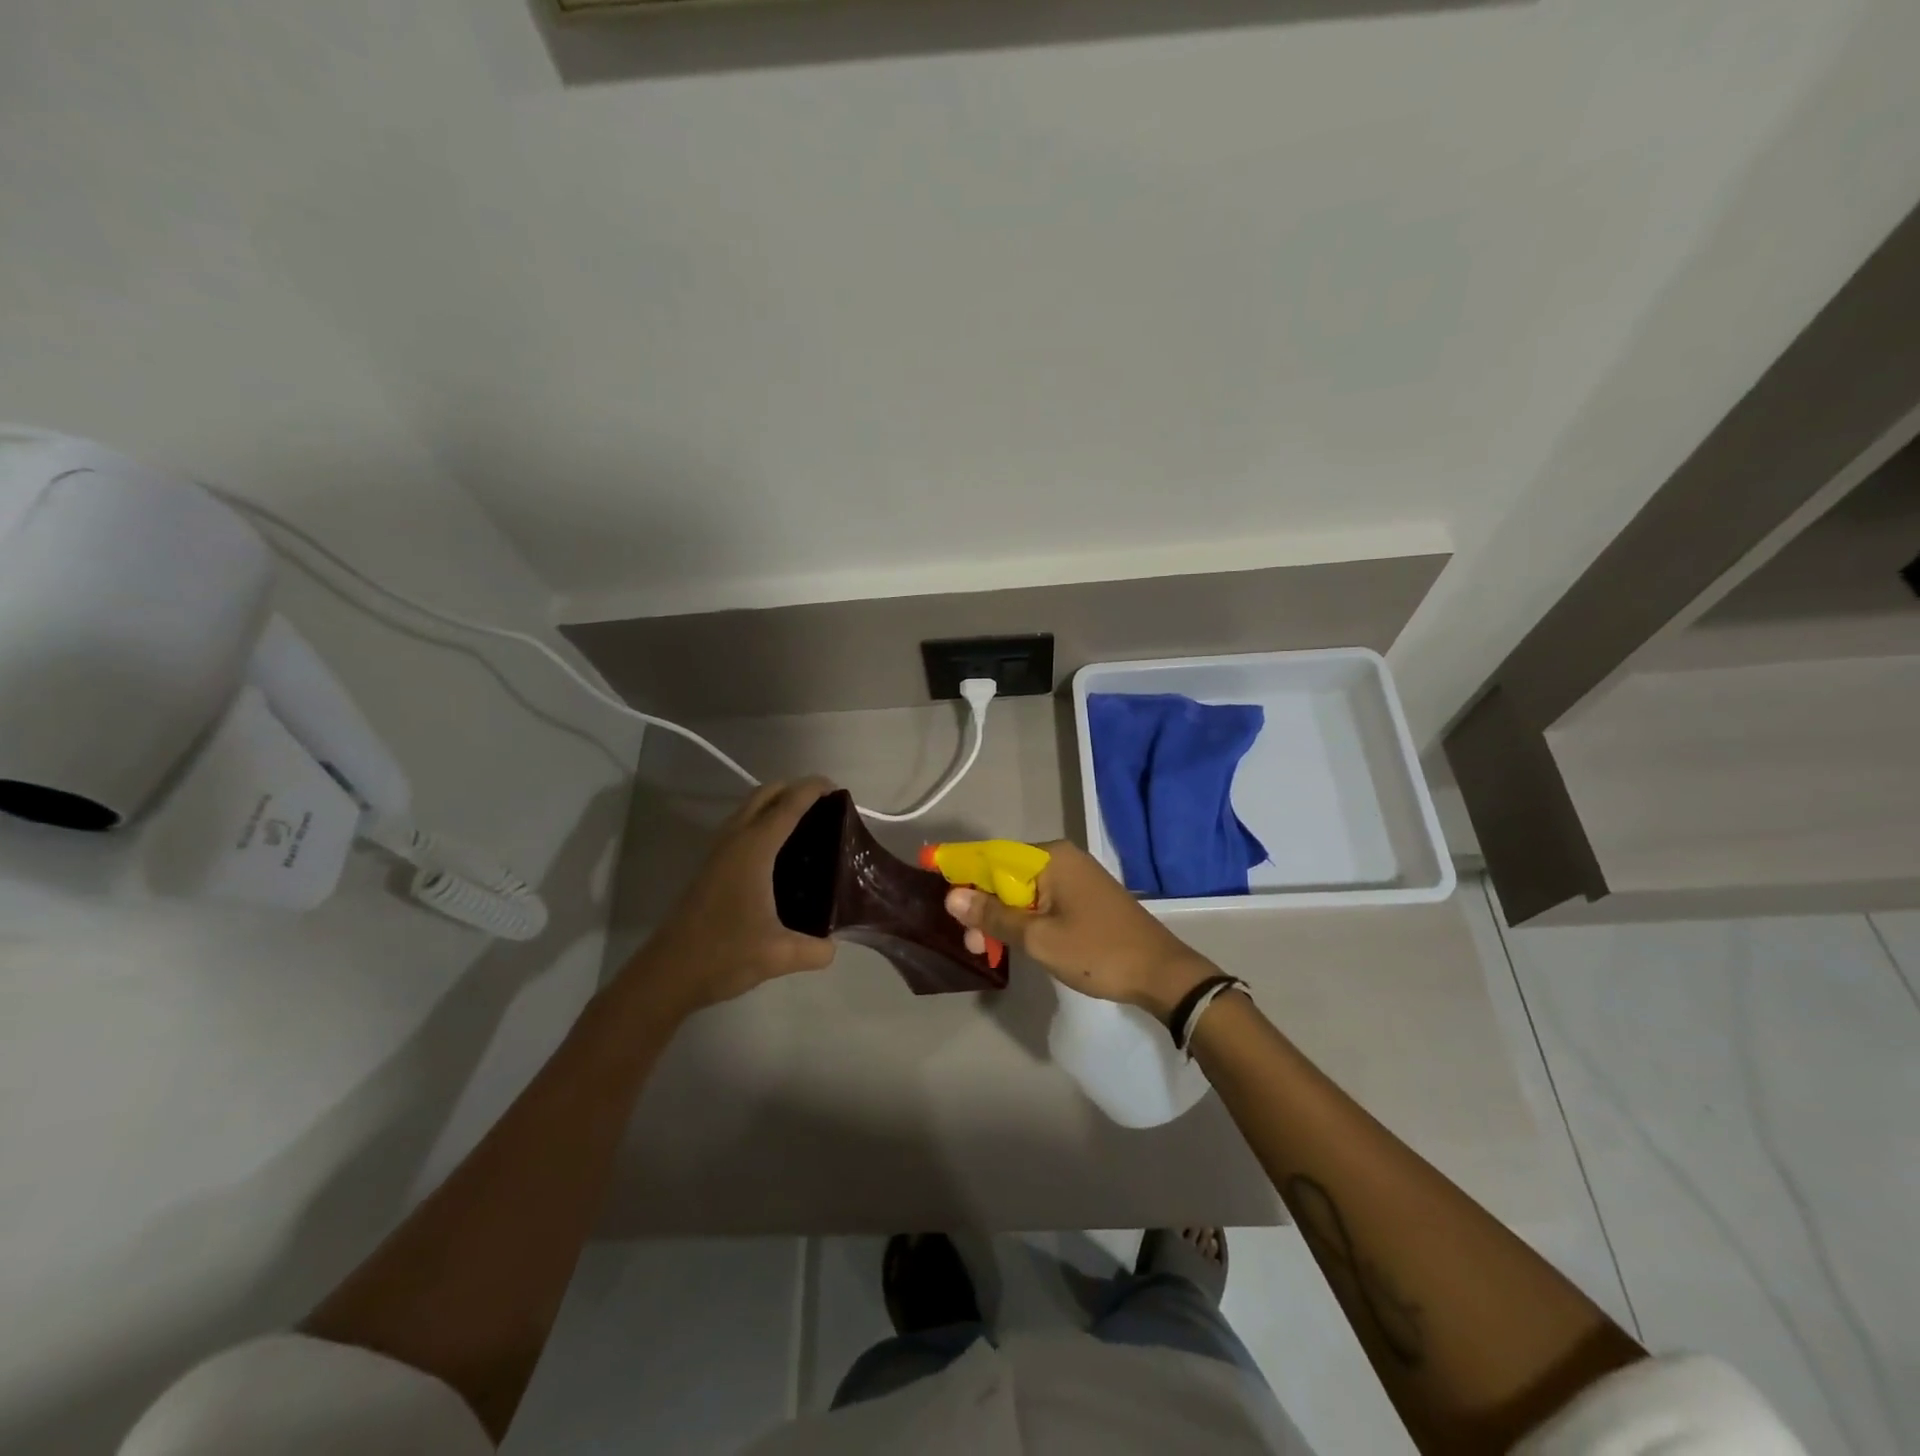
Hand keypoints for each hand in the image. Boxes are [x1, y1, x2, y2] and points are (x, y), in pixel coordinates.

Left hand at [630, 778, 837, 1013]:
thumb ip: (815, 950)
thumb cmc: (723, 955)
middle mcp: (735, 841)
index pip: (788, 804)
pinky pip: (740, 827)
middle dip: (794, 789)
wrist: (667, 974)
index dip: (813, 789)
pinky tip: (778, 852)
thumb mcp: (779, 956)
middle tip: (825, 806)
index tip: (837, 789)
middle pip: (765, 794)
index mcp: (754, 849)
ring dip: (775, 803)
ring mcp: (718, 852)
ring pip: (748, 808)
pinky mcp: (710, 867)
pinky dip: (762, 821)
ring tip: (806, 824)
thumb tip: (833, 947)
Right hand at [944, 841, 1215, 1020]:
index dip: (961, 871)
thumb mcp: (1038, 938)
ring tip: (989, 950)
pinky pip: (1042, 900)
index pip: (992, 855)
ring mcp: (1076, 876)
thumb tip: (952, 896)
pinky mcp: (1084, 896)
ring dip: (1002, 917)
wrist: (1162, 974)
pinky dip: (1024, 919)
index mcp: (1050, 857)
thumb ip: (993, 916)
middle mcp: (1062, 857)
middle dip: (984, 906)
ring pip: (1023, 890)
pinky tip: (1013, 941)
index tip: (936, 888)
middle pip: (1006, 874)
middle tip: (974, 945)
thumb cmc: (1097, 952)